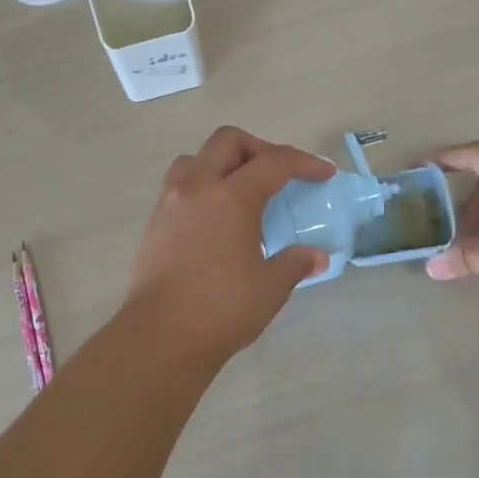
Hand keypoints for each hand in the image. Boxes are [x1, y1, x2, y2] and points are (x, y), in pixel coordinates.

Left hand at [123, 126, 335, 366]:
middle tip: (279, 175)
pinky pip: (180, 185)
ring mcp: (170, 202)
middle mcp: (198, 187)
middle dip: (259, 148)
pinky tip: (216, 219)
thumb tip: (317, 257)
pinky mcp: (154, 223)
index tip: (324, 174)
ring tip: (241, 192)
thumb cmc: (221, 308)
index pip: (274, 162)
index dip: (304, 163)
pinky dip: (203, 186)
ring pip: (196, 158)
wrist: (160, 336)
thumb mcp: (270, 287)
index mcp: (232, 196)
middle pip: (228, 141)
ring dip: (223, 163)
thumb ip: (295, 263)